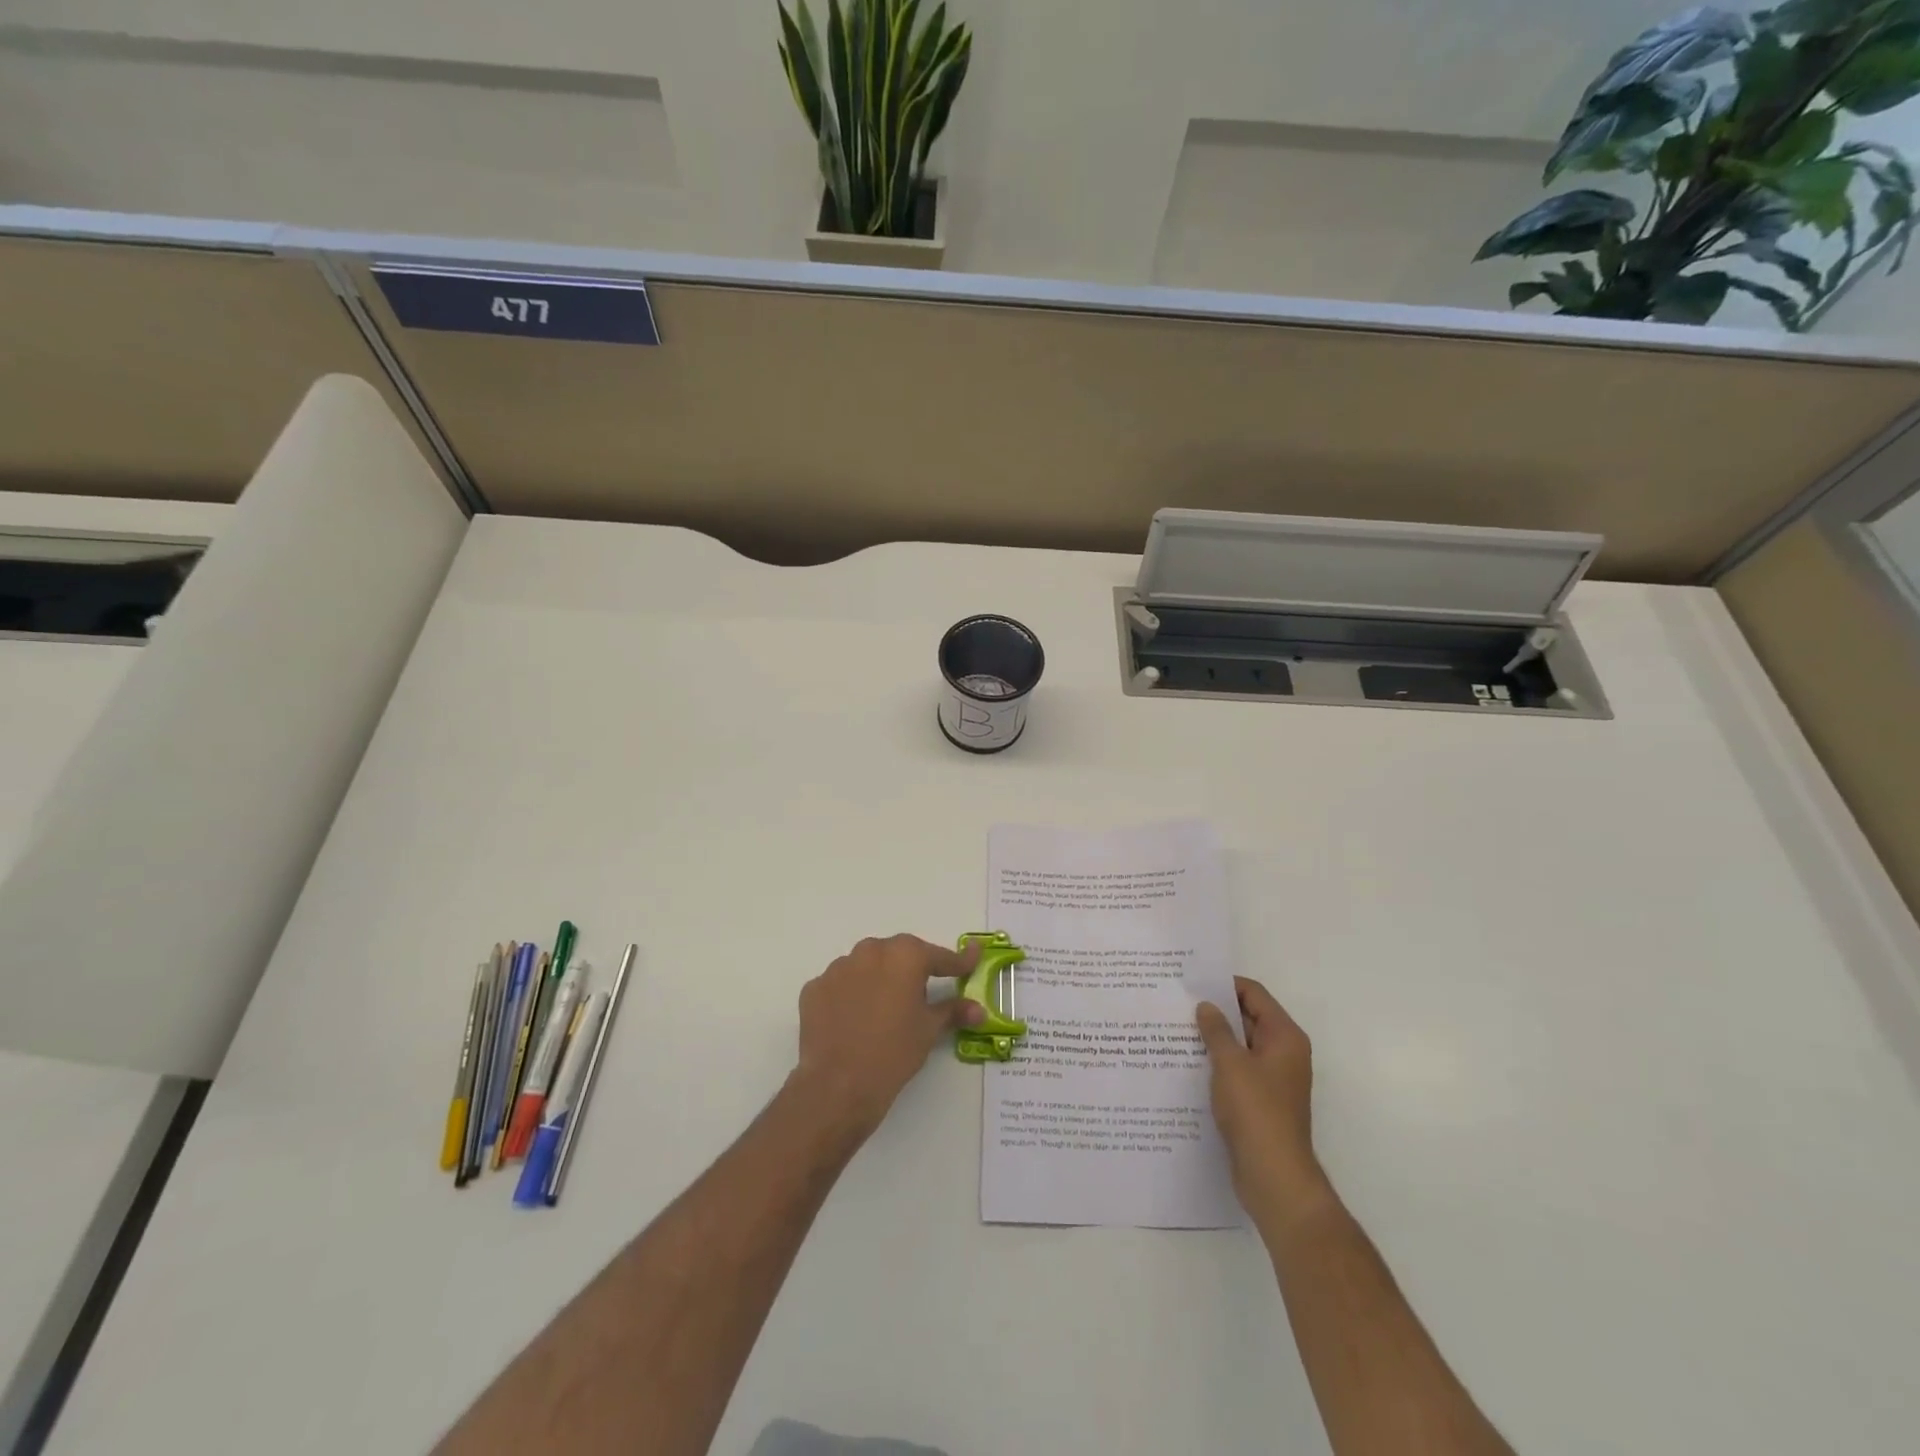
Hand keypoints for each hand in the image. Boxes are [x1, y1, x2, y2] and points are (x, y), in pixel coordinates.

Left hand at [790, 934, 983, 1137]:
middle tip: (922, 991)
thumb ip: (953, 1011)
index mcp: (904, 956)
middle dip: (913, 968)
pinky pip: (840, 985)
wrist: (838, 1085)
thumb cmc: (894, 1052)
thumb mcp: (929, 1030)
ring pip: (866, 966)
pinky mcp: (814, 988)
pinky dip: (851, 995)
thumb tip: (978, 1009)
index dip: (958, 962)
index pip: (938, 956)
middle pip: (898, 954)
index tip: (972, 959)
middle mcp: (870, 951)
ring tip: (884, 1009)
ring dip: (878, 979)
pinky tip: (855, 1019)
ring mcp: (838, 968)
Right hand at [1197, 977, 1332, 1228]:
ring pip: (1240, 1045)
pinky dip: (1217, 1063)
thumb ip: (1217, 1030)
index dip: (1224, 984)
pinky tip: (1187, 1063)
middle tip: (1178, 1002)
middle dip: (1216, 1011)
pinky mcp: (1261, 1101)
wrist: (1274, 1176)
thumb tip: (1206, 1006)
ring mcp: (1273, 1078)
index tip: (1192, 981)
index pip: (1254, 994)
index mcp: (1284, 1037)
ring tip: (1175, 1029)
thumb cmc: (1256, 1111)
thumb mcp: (1230, 1063)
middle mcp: (1283, 1053)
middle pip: (1248, 1017)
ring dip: (1214, 1038)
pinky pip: (1237, 1070)